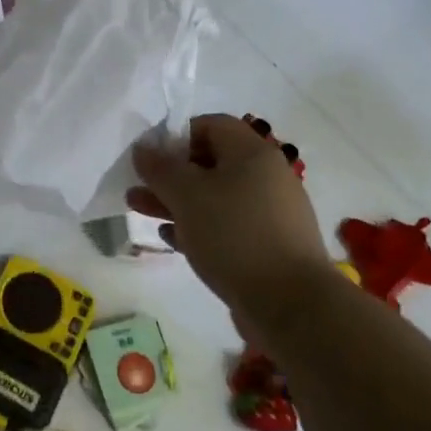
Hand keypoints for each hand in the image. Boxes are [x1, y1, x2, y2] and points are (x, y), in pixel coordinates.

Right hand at [127, 114, 329, 320]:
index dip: (176, 135)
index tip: (150, 157)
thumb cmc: (235, 235)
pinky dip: (198, 227)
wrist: (292, 305)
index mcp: (253, 153)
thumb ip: (160, 168)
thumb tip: (143, 148)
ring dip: (177, 201)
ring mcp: (270, 213)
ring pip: (215, 197)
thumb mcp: (187, 195)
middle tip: (138, 187)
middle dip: (170, 174)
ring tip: (140, 210)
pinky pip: (227, 226)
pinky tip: (171, 239)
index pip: (211, 125)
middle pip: (210, 162)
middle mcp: (266, 176)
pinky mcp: (268, 246)